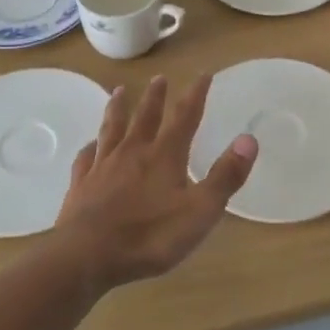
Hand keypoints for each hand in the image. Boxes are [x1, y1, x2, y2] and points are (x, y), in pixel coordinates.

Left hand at [51, 74, 257, 290]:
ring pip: (112, 128)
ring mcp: (103, 166)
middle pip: (146, 117)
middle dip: (155, 96)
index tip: (203, 74)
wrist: (87, 255)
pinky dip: (90, 147)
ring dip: (118, 108)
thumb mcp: (200, 211)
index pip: (185, 117)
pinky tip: (90, 145)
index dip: (196, 95)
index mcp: (164, 156)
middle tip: (159, 78)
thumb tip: (249, 139)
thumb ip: (225, 176)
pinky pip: (86, 157)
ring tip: (119, 91)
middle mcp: (133, 152)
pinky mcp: (81, 184)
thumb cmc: (150, 236)